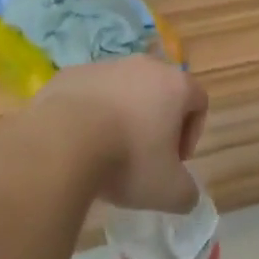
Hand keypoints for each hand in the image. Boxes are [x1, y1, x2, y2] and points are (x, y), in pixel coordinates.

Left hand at [36, 55, 208, 212]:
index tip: (173, 162)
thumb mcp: (169, 191)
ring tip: (105, 151)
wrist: (60, 144)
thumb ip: (186, 192)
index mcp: (174, 84)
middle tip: (143, 157)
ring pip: (121, 91)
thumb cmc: (127, 160)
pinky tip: (78, 142)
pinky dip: (88, 115)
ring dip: (120, 117)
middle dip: (155, 123)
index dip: (191, 134)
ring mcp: (103, 66)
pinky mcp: (69, 74)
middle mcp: (142, 66)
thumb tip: (183, 192)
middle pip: (158, 92)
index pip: (198, 101)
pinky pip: (88, 94)